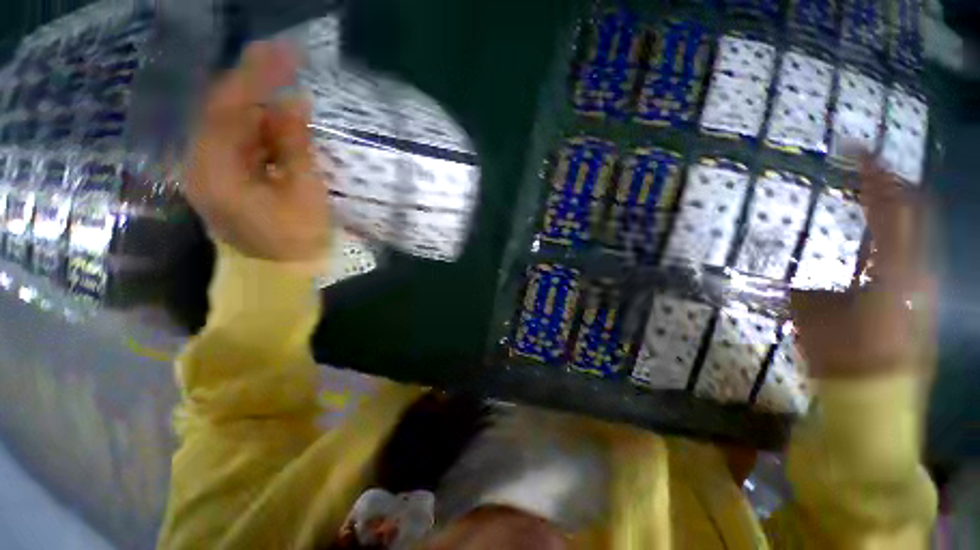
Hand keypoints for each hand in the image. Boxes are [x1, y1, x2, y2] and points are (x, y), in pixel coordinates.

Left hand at [185, 41, 330, 262]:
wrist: (276, 274)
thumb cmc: (295, 240)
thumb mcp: (304, 193)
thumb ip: (295, 146)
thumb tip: (295, 103)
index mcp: (216, 169)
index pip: (231, 107)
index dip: (258, 75)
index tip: (288, 52)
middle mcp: (202, 163)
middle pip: (224, 108)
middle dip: (256, 80)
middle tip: (287, 57)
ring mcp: (210, 170)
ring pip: (231, 122)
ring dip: (259, 102)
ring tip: (287, 84)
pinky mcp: (223, 177)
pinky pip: (238, 140)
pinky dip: (259, 125)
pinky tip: (280, 118)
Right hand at [790, 157, 936, 377]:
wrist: (878, 398)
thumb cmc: (843, 357)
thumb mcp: (811, 315)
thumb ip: (808, 287)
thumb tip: (797, 277)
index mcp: (892, 270)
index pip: (889, 206)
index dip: (872, 173)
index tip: (854, 148)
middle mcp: (917, 270)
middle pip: (914, 210)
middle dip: (890, 184)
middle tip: (863, 171)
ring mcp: (922, 284)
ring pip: (916, 230)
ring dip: (891, 210)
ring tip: (867, 200)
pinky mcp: (919, 297)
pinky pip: (910, 251)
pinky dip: (893, 235)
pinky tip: (872, 240)